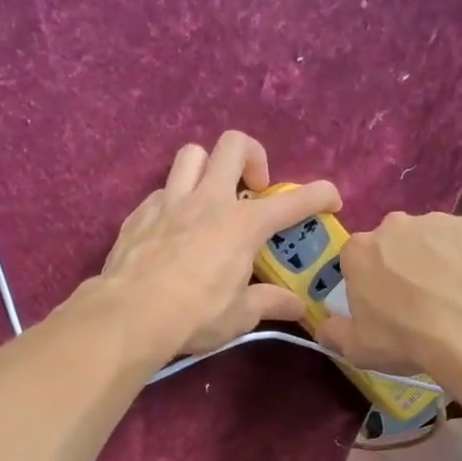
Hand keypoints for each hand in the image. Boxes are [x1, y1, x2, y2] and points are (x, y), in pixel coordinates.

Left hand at [100, 132, 341, 357]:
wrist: (130, 314)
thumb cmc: (195, 315)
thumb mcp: (240, 316)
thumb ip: (270, 303)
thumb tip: (297, 306)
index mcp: (243, 224)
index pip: (293, 201)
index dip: (319, 195)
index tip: (331, 200)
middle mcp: (208, 201)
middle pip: (233, 145)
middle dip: (253, 157)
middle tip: (254, 189)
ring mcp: (170, 202)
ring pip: (192, 155)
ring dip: (208, 167)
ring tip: (210, 197)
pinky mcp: (139, 213)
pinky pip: (162, 191)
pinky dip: (175, 201)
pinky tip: (174, 229)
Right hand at [315, 212, 461, 393]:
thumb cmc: (405, 338)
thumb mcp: (357, 348)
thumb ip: (334, 333)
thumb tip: (324, 327)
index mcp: (358, 251)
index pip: (354, 260)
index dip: (366, 282)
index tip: (379, 304)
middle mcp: (393, 226)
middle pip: (390, 243)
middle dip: (397, 264)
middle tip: (414, 299)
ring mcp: (435, 221)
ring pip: (427, 239)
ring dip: (431, 259)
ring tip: (447, 294)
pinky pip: (461, 241)